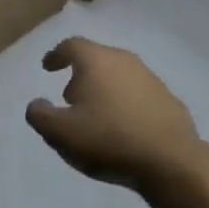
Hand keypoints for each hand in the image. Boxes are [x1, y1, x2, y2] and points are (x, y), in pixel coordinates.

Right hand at [26, 38, 203, 191]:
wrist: (171, 162)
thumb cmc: (108, 140)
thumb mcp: (60, 133)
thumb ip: (40, 115)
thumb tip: (37, 104)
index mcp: (96, 61)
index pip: (71, 45)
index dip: (56, 55)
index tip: (47, 67)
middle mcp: (124, 61)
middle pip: (96, 59)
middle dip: (80, 74)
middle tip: (69, 97)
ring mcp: (151, 79)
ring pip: (119, 76)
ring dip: (104, 90)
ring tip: (96, 115)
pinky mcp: (169, 100)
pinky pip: (138, 95)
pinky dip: (126, 104)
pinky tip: (123, 127)